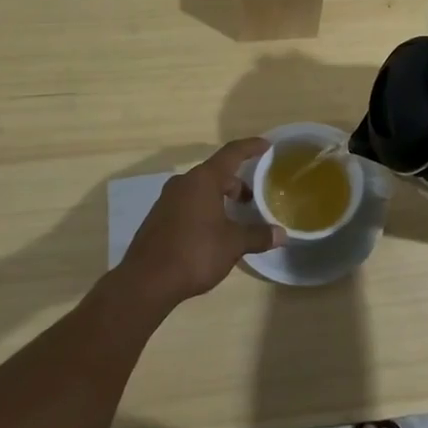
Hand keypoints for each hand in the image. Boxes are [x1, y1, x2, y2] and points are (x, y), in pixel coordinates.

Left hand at [117, 138, 279, 308]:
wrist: (146, 281)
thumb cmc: (195, 253)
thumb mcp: (233, 244)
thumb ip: (258, 236)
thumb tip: (282, 235)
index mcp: (203, 180)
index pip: (232, 153)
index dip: (250, 147)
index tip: (266, 145)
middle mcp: (183, 183)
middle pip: (215, 173)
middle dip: (236, 183)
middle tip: (252, 198)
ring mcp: (167, 200)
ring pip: (200, 189)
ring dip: (219, 197)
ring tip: (234, 216)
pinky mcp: (158, 219)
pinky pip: (187, 204)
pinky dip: (204, 209)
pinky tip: (211, 232)